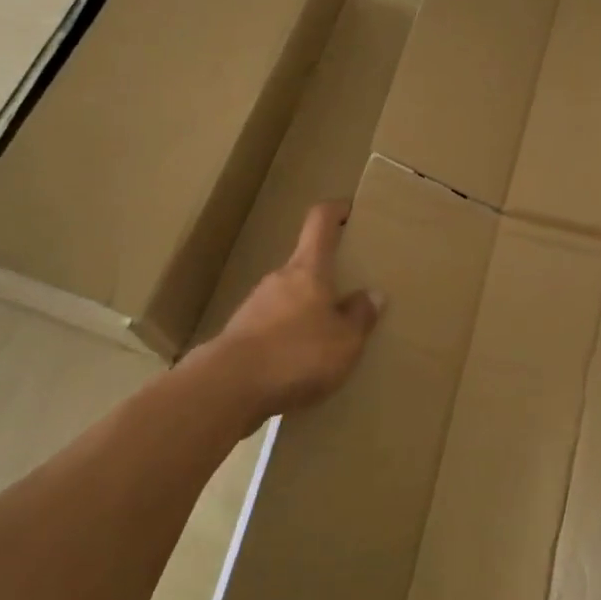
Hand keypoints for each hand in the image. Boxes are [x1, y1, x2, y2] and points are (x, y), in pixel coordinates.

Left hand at [196, 200, 381, 429]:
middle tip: (350, 294)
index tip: (350, 211)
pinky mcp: (240, 335)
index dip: (336, 211)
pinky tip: (300, 365)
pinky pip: (273, 327)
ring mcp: (255, 305)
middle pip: (306, 264)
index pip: (320, 222)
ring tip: (328, 338)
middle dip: (327, 276)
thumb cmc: (297, 353)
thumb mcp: (345, 340)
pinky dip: (289, 338)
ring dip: (307, 310)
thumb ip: (360, 316)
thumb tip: (372, 294)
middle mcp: (280, 278)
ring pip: (289, 298)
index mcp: (308, 268)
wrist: (228, 387)